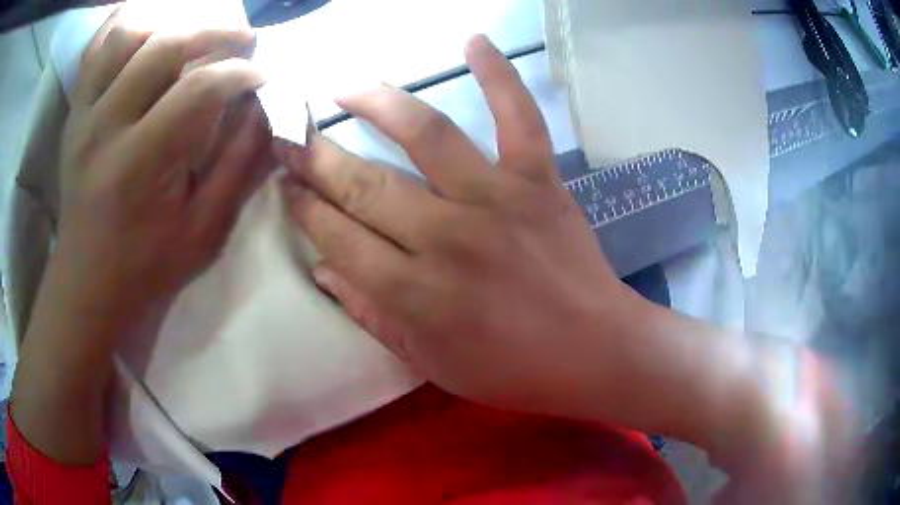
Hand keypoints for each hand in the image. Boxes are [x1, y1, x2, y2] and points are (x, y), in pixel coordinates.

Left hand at [12, 6, 270, 464]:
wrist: (87, 285)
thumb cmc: (146, 267)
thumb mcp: (204, 232)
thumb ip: (240, 165)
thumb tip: (269, 110)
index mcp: (139, 165)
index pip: (199, 89)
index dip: (241, 73)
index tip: (264, 76)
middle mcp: (104, 127)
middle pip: (163, 46)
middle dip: (215, 32)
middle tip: (243, 41)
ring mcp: (83, 115)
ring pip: (126, 35)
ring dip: (168, 24)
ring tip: (193, 36)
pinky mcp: (74, 113)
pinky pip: (94, 51)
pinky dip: (123, 25)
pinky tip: (148, 28)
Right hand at [277, 34, 645, 418]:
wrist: (594, 350)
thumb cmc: (512, 369)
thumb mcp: (430, 363)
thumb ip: (372, 316)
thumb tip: (323, 270)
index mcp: (416, 293)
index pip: (338, 236)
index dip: (305, 207)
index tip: (285, 183)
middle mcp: (447, 237)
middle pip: (365, 184)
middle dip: (317, 157)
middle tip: (289, 136)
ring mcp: (498, 199)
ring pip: (427, 135)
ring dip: (377, 103)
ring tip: (345, 89)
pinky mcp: (540, 181)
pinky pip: (519, 117)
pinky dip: (499, 75)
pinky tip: (474, 41)